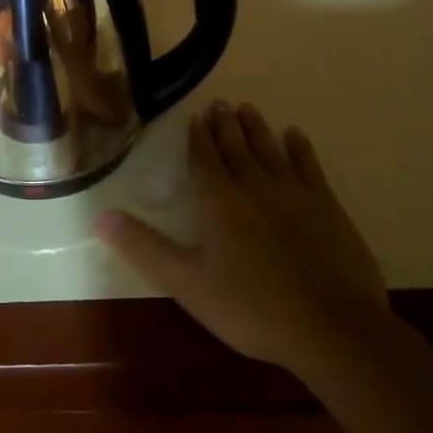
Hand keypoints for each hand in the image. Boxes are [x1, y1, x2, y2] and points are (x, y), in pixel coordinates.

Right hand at [95, 101, 387, 371]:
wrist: (332, 329)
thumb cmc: (251, 307)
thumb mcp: (186, 282)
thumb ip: (143, 247)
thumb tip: (100, 215)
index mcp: (218, 201)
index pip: (203, 158)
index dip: (197, 137)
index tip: (195, 116)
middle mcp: (253, 185)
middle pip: (235, 147)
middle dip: (224, 125)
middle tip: (219, 103)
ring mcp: (294, 193)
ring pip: (269, 149)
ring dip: (256, 128)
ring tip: (247, 108)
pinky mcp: (327, 206)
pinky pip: (309, 166)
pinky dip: (299, 148)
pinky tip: (294, 135)